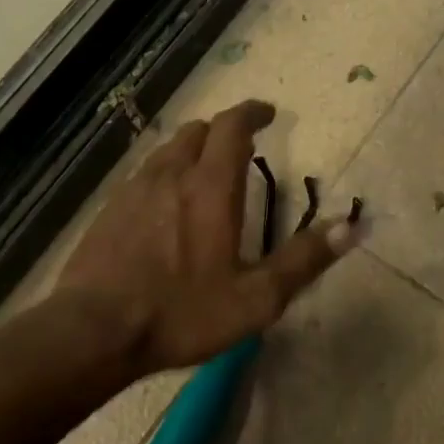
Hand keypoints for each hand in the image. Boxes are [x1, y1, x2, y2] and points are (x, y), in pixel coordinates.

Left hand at [57, 99, 356, 377]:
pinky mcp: (109, 209)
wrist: (93, 331)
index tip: (268, 113)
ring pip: (167, 150)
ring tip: (205, 172)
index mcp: (210, 187)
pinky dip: (165, 173)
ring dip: (192, 150)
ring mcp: (134, 189)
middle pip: (197, 131)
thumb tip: (350, 227)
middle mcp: (171, 175)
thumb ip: (303, 260)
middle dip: (223, 130)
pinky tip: (166, 204)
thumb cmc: (181, 313)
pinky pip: (144, 174)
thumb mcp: (255, 298)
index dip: (252, 113)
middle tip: (241, 146)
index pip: (232, 126)